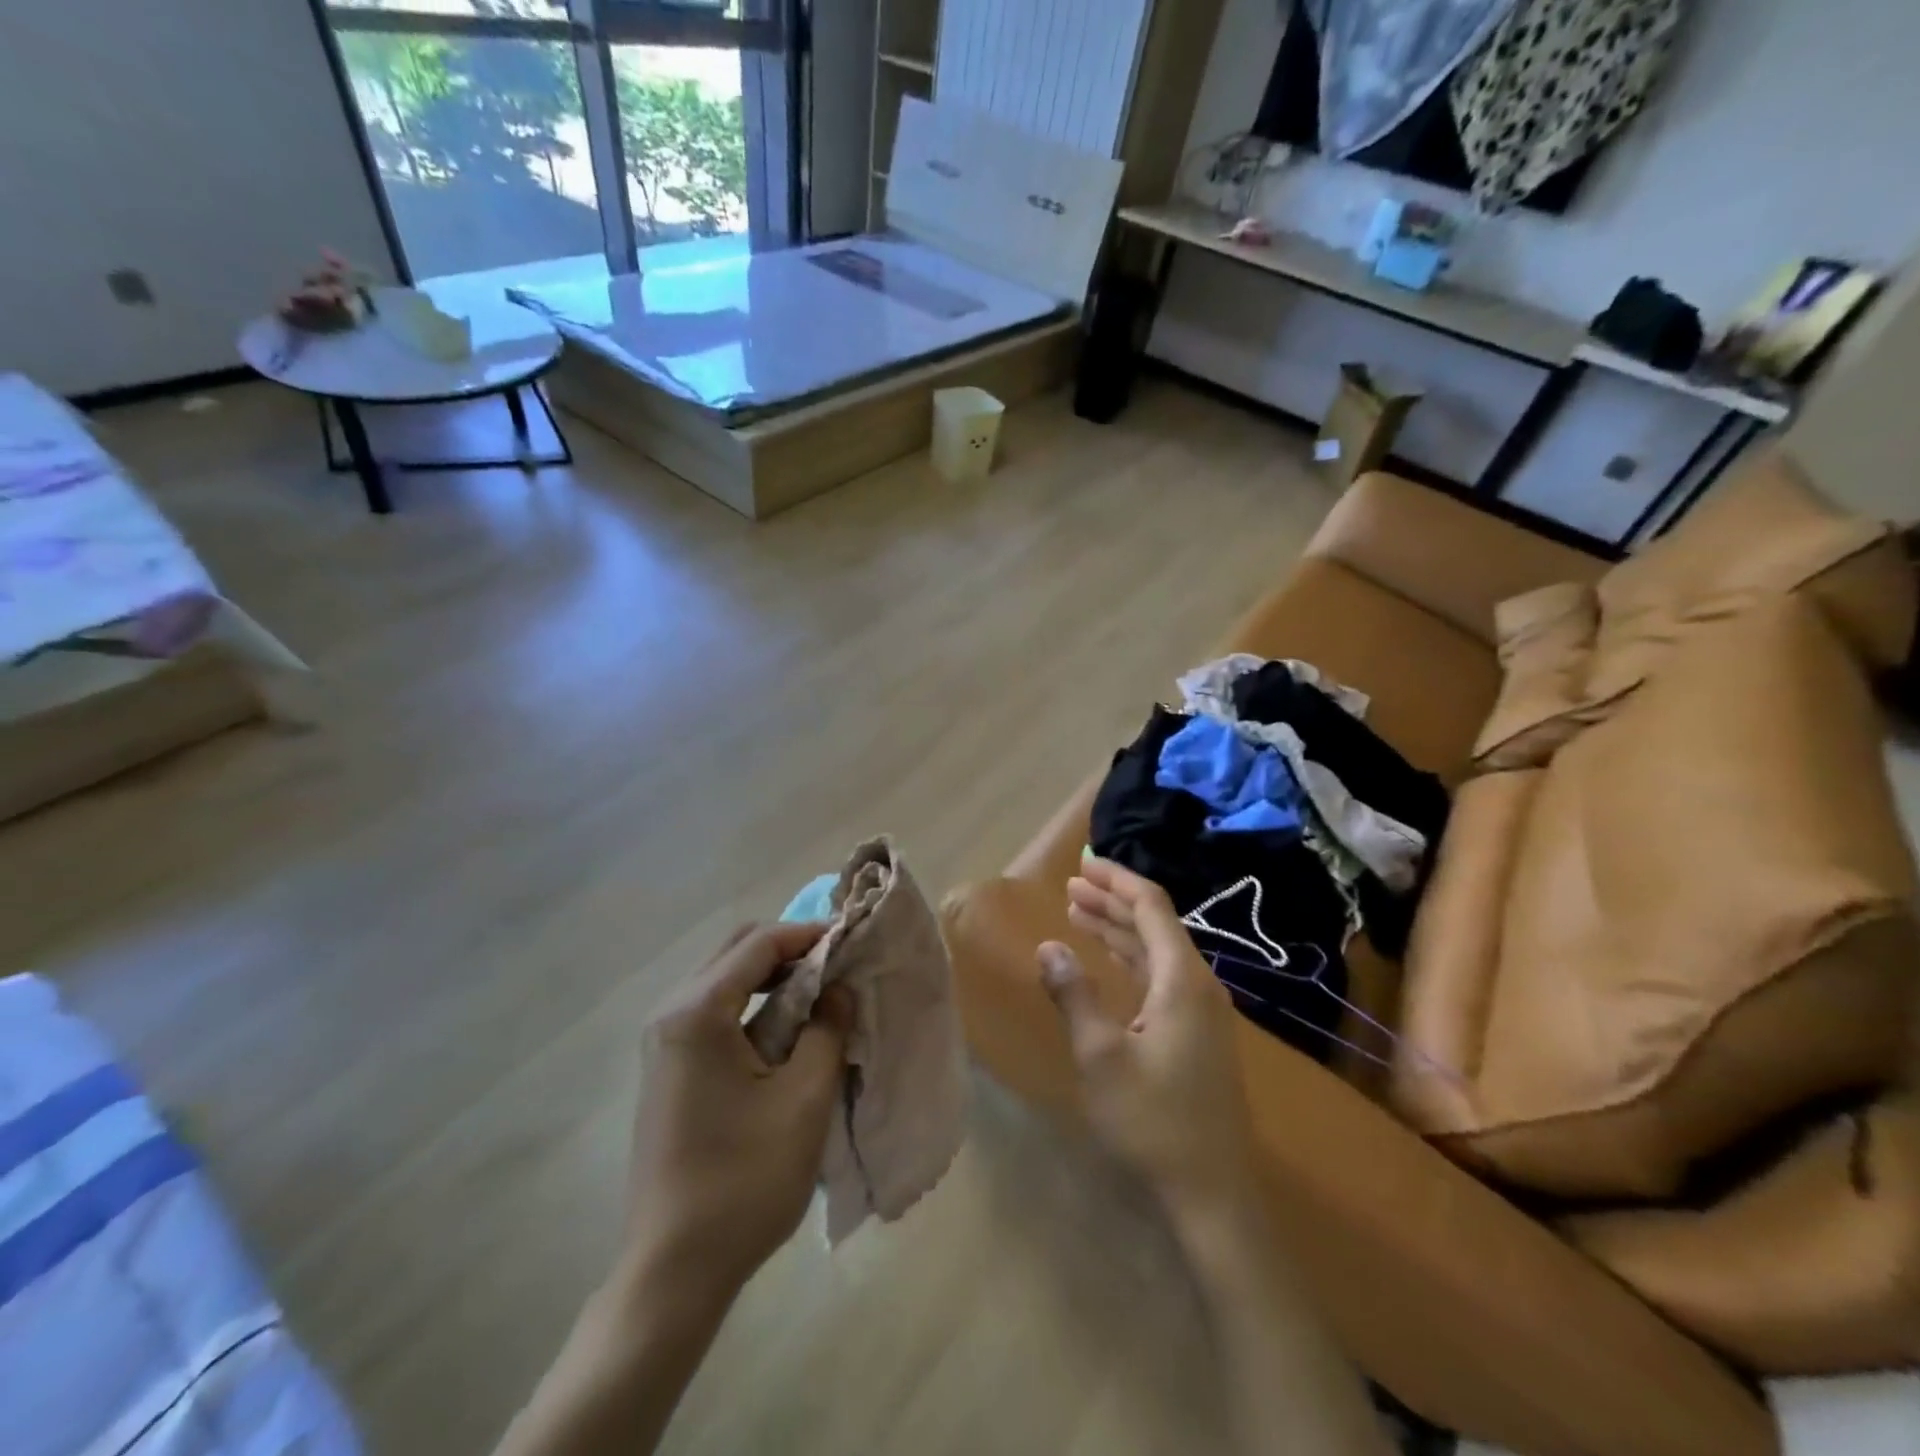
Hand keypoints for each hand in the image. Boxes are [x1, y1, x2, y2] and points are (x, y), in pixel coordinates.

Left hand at [622, 923, 852, 1307]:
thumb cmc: (744, 1181)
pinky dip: (754, 1004)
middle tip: (837, 966)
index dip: (809, 934)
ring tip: (820, 995)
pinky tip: (787, 1030)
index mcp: (697, 1013)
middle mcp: (671, 1014)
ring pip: (724, 978)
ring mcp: (664, 1042)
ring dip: (772, 976)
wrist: (674, 1270)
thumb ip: (827, 1029)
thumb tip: (837, 989)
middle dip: (790, 949)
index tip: (852, 941)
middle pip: (736, 951)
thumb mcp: (804, 1099)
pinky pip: (715, 1011)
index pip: (759, 943)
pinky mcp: (668, 1067)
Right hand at [1039, 858, 1258, 1218]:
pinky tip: (1108, 959)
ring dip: (1119, 928)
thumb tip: (1048, 946)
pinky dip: (1131, 958)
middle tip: (1070, 885)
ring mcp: (1202, 1010)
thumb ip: (1075, 995)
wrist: (1212, 1192)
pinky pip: (1161, 976)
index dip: (1117, 880)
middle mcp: (1198, 984)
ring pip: (1157, 950)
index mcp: (1182, 979)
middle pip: (1155, 923)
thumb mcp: (1101, 1056)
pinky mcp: (1197, 1033)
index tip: (1082, 863)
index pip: (1151, 906)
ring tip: (1078, 911)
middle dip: (1112, 900)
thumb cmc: (1154, 1120)